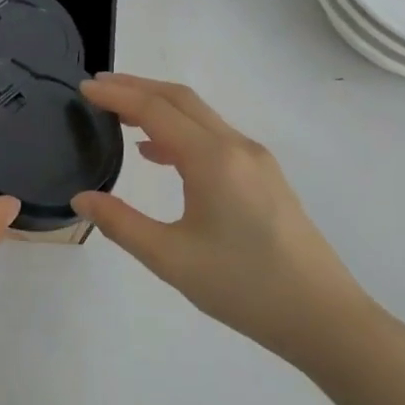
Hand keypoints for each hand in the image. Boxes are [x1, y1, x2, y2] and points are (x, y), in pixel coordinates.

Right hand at [71, 74, 381, 365]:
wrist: (323, 317)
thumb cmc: (243, 286)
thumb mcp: (170, 258)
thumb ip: (120, 223)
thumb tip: (81, 198)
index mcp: (212, 160)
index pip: (155, 111)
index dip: (116, 96)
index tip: (82, 88)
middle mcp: (236, 147)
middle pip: (181, 100)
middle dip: (136, 87)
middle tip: (96, 87)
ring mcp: (255, 161)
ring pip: (200, 116)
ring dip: (159, 106)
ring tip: (119, 114)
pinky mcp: (264, 177)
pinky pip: (214, 136)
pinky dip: (179, 130)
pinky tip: (157, 152)